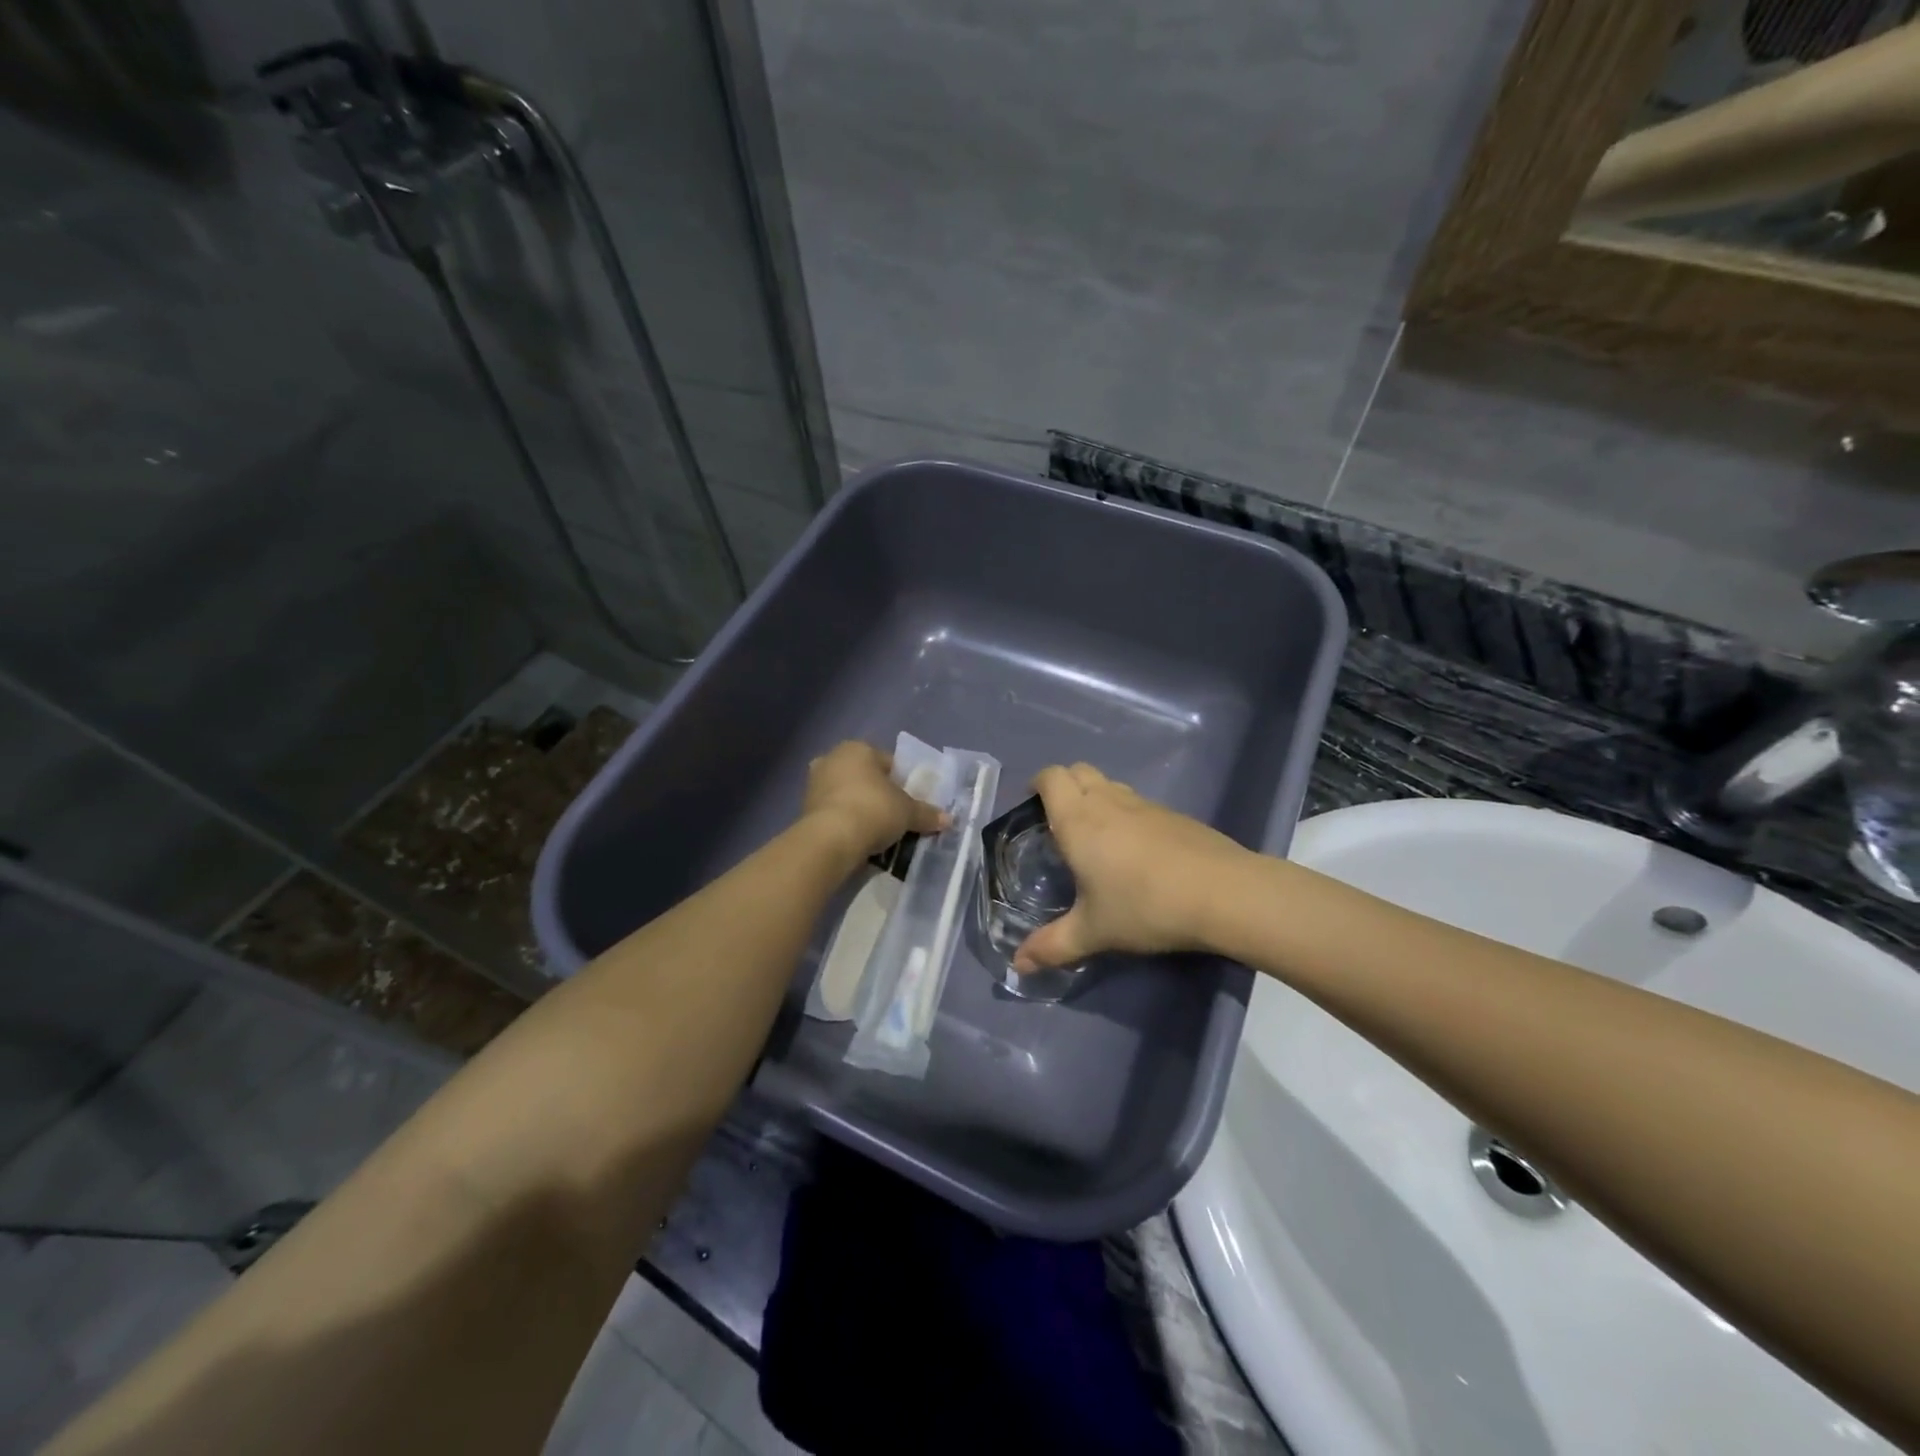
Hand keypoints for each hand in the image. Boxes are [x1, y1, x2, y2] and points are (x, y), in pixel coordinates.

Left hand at [802, 740, 947, 863]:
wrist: (830, 839)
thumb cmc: (874, 810)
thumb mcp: (908, 812)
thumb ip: (927, 813)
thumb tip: (949, 819)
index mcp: (858, 748)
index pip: (888, 762)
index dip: (903, 783)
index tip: (911, 803)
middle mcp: (832, 758)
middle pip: (865, 777)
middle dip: (878, 794)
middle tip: (895, 816)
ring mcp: (814, 783)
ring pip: (847, 794)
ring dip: (860, 808)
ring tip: (877, 832)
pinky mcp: (804, 808)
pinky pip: (834, 811)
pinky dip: (845, 821)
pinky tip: (858, 838)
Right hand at [1014, 763, 1251, 972]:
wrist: (1223, 893)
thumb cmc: (1144, 906)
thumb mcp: (1093, 932)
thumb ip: (1052, 946)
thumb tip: (1019, 966)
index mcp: (1078, 820)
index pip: (1051, 777)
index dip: (1038, 784)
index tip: (1032, 808)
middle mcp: (1107, 801)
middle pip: (1078, 771)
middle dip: (1064, 786)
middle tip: (1058, 821)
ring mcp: (1144, 804)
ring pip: (1109, 784)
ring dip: (1095, 798)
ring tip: (1095, 837)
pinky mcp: (1173, 814)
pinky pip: (1137, 803)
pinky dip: (1125, 814)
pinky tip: (1135, 852)